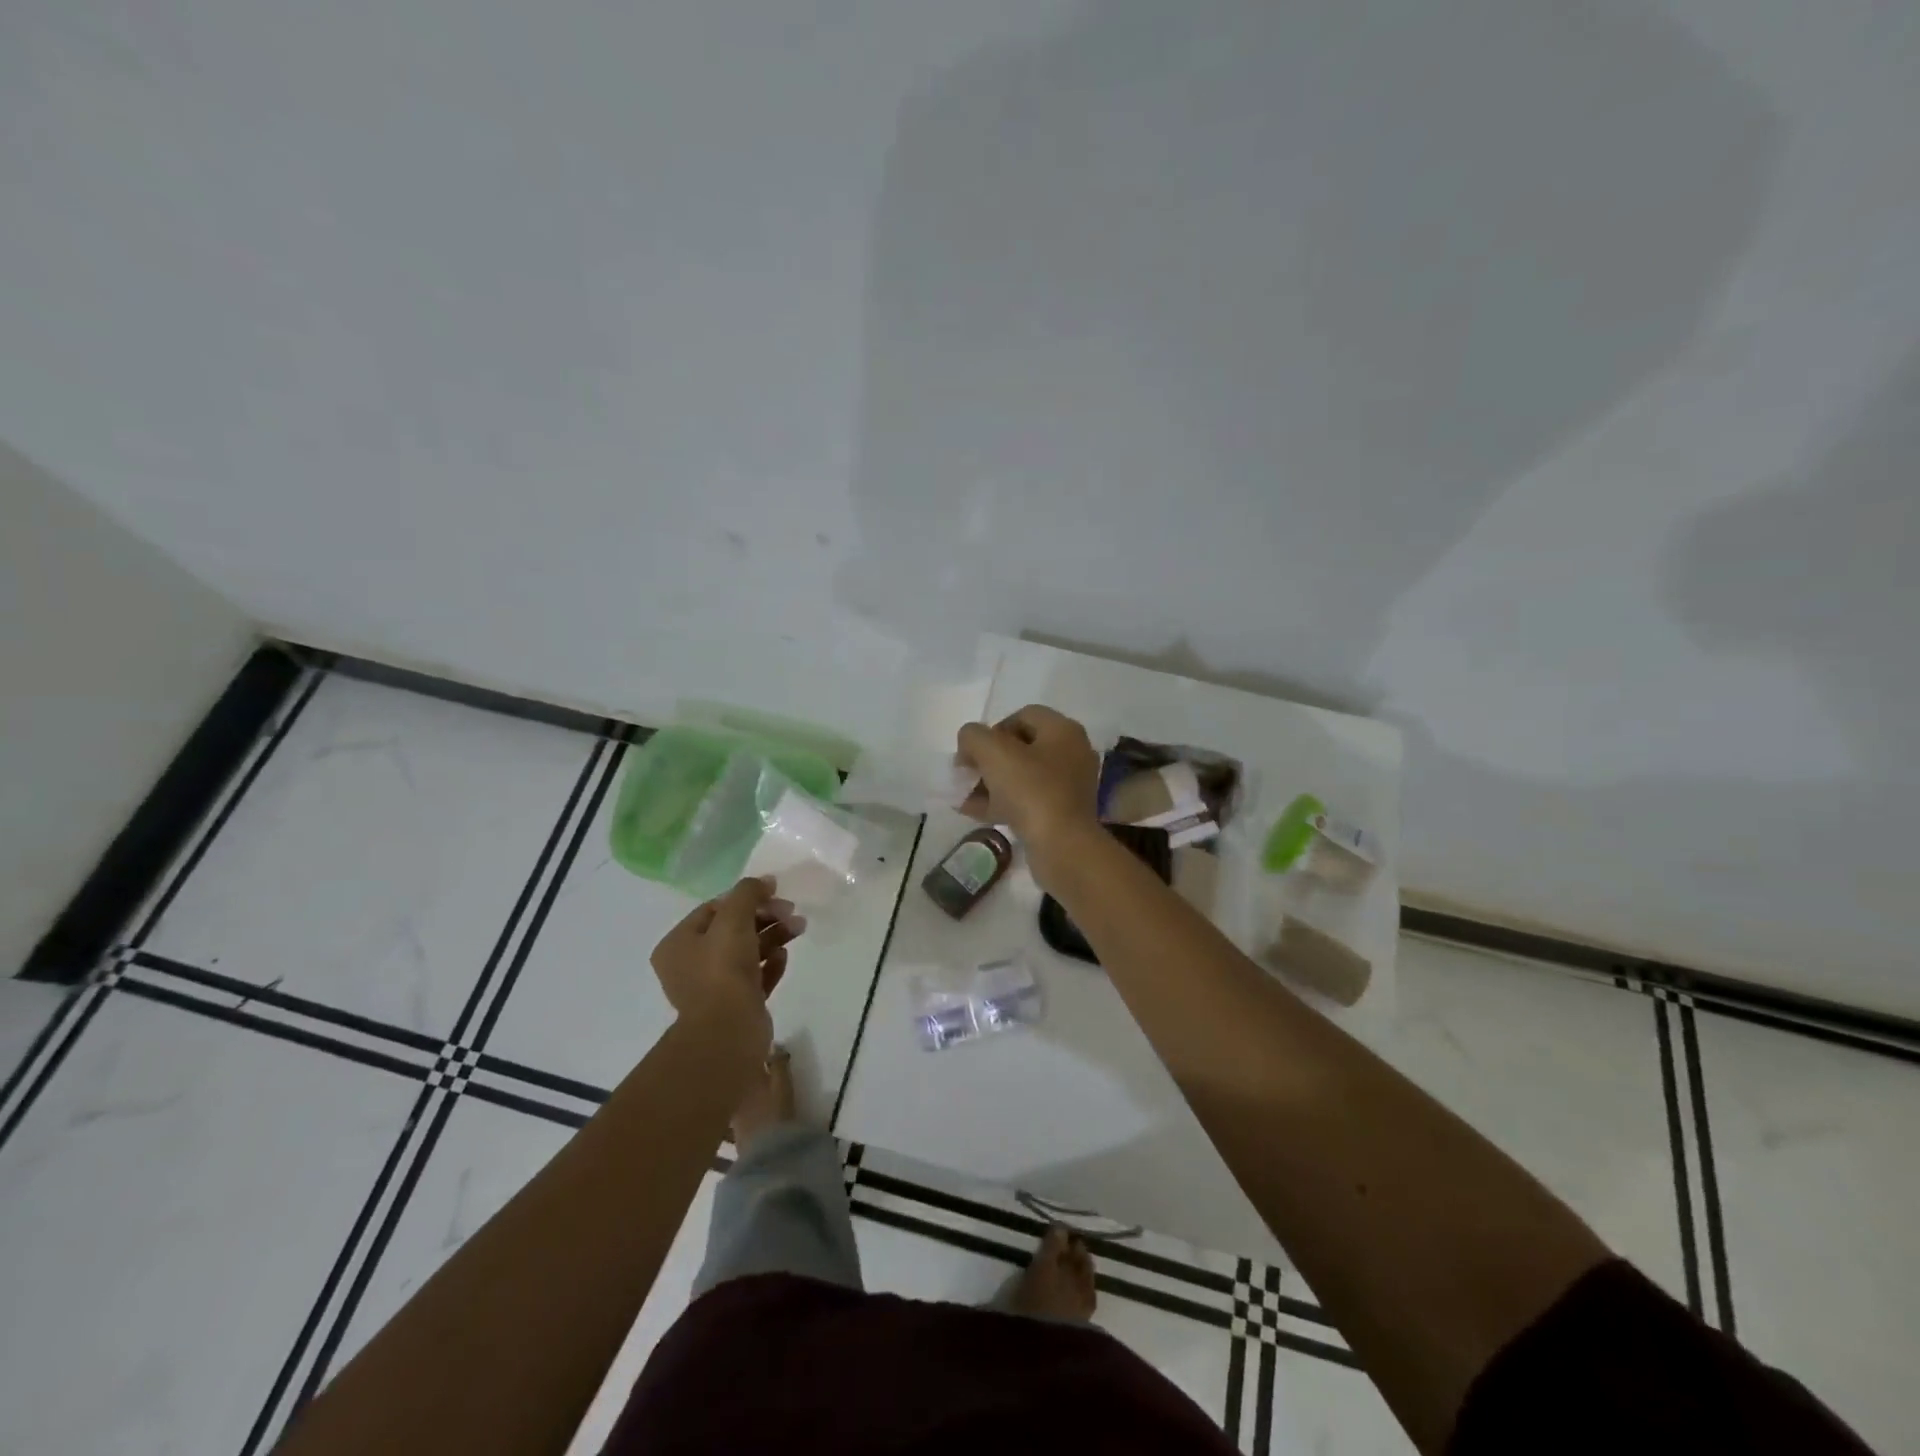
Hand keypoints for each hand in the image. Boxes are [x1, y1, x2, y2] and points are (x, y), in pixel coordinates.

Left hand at [650, 877, 804, 1051]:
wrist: (729, 1030)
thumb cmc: (723, 969)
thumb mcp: (733, 919)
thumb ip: (747, 893)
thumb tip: (764, 881)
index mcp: (678, 944)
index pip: (713, 909)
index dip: (744, 897)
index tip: (774, 893)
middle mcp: (691, 965)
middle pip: (733, 929)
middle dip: (765, 917)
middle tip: (791, 912)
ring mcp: (714, 987)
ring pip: (747, 952)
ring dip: (774, 936)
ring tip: (799, 928)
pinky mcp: (736, 1005)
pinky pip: (756, 976)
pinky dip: (771, 963)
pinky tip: (784, 956)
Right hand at [955, 706, 1100, 879]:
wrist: (1062, 846)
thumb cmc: (1030, 790)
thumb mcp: (993, 752)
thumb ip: (973, 736)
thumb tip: (970, 742)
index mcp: (1063, 730)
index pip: (1022, 716)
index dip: (992, 729)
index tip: (973, 753)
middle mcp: (1072, 753)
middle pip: (1021, 747)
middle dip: (988, 759)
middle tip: (967, 774)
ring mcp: (1070, 786)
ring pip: (1022, 776)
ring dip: (991, 783)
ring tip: (964, 796)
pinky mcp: (1063, 814)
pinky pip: (1027, 800)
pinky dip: (1002, 803)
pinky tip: (974, 812)